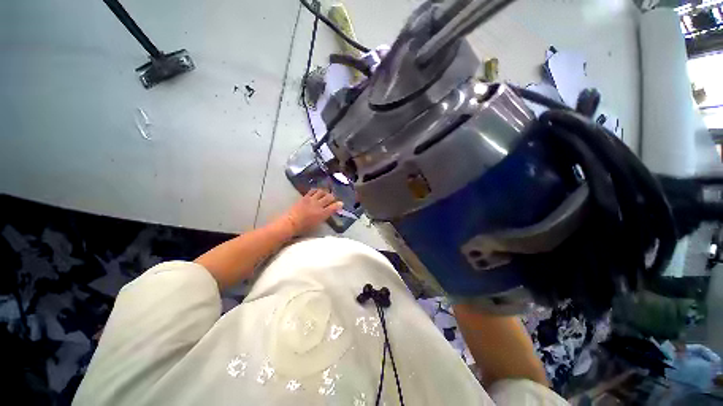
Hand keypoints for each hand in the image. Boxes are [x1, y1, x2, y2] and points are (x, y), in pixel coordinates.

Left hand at [280, 189, 342, 236]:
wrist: (291, 223)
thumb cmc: (304, 227)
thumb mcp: (317, 224)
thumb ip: (324, 217)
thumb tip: (329, 212)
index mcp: (323, 214)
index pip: (334, 207)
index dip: (339, 204)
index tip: (341, 203)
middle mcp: (318, 205)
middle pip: (329, 197)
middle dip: (333, 197)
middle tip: (333, 199)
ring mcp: (311, 200)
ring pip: (322, 192)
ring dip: (325, 192)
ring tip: (325, 194)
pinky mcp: (305, 197)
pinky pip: (313, 190)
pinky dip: (317, 190)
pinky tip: (317, 192)